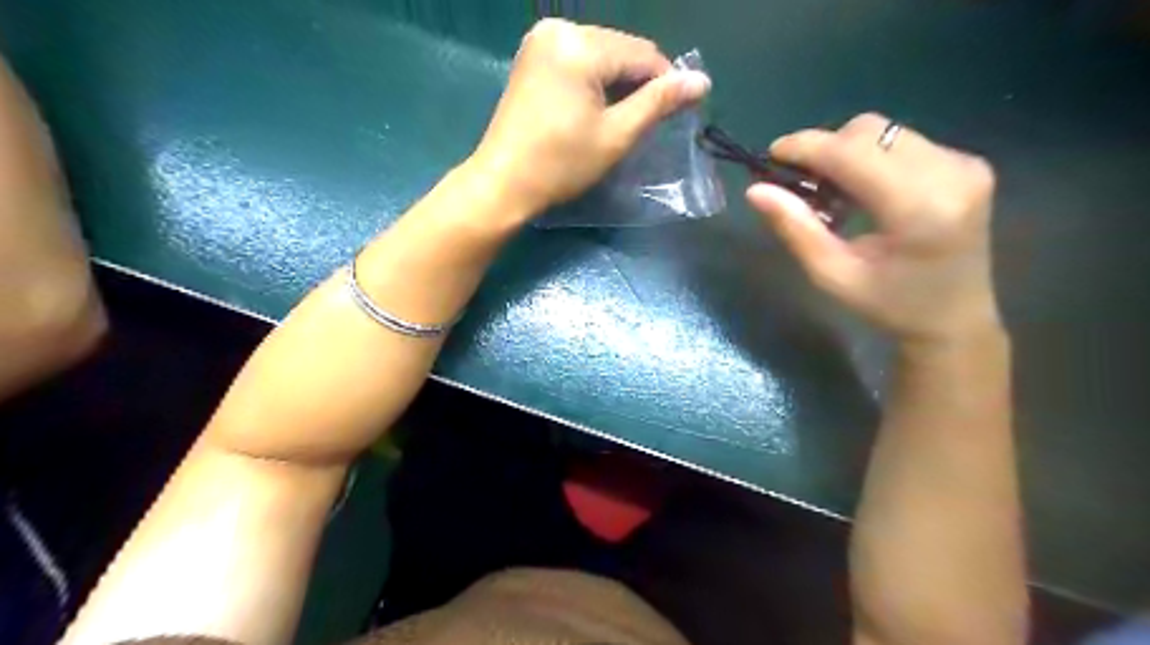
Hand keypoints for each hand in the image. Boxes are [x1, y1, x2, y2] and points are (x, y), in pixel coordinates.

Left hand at [467, 18, 709, 218]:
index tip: (676, 115)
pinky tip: (595, 109)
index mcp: (580, 44)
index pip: (643, 54)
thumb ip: (658, 103)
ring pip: (601, 54)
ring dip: (617, 83)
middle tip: (644, 123)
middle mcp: (559, 29)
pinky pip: (578, 60)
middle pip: (621, 50)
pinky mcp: (532, 57)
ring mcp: (540, 41)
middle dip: (639, 83)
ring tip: (620, 120)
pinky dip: (594, 81)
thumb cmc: (561, 165)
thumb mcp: (616, 135)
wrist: (503, 183)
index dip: (666, 83)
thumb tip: (702, 81)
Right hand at [752, 114, 1002, 344]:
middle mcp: (950, 172)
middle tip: (800, 183)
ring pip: (886, 133)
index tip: (771, 155)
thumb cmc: (889, 306)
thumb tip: (755, 191)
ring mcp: (964, 165)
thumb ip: (795, 229)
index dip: (807, 147)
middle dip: (826, 148)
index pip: (853, 153)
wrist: (955, 319)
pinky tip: (861, 192)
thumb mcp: (832, 276)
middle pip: (870, 131)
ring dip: (847, 153)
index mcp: (919, 207)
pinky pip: (903, 143)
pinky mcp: (968, 164)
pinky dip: (870, 159)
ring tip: (830, 192)